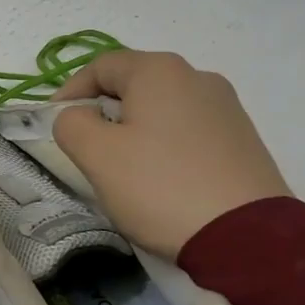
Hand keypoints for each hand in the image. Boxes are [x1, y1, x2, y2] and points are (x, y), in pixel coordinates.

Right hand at [51, 50, 289, 257]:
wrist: (248, 238)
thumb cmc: (160, 186)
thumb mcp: (97, 155)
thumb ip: (71, 124)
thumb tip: (79, 116)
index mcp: (159, 70)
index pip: (100, 66)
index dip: (70, 91)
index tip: (56, 122)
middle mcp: (197, 77)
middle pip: (134, 85)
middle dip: (104, 112)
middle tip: (89, 149)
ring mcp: (226, 108)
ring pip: (162, 109)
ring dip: (136, 130)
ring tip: (127, 170)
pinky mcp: (244, 139)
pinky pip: (189, 131)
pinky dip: (167, 146)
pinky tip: (164, 180)